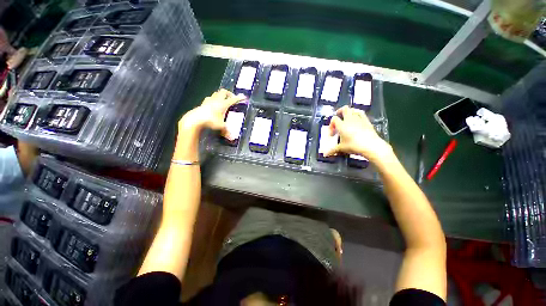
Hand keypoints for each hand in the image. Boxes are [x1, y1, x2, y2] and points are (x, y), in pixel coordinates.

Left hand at [179, 89, 245, 138]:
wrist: (195, 119)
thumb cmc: (210, 121)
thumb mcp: (221, 126)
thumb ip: (227, 131)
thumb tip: (232, 138)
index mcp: (223, 104)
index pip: (232, 100)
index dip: (238, 98)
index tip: (243, 97)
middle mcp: (216, 100)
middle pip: (223, 92)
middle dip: (229, 94)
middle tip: (232, 99)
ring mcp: (209, 101)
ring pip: (216, 94)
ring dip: (220, 96)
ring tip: (223, 101)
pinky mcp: (203, 103)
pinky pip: (210, 98)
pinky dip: (213, 100)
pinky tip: (213, 105)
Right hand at [325, 106, 392, 162]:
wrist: (370, 146)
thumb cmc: (354, 146)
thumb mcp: (341, 148)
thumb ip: (332, 150)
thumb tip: (326, 154)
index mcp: (342, 125)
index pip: (334, 119)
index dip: (331, 125)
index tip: (332, 134)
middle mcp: (350, 120)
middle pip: (344, 109)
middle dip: (340, 112)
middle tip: (338, 117)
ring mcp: (359, 119)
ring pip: (353, 110)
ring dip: (349, 112)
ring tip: (347, 117)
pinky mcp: (367, 121)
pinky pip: (361, 113)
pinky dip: (357, 114)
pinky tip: (357, 119)